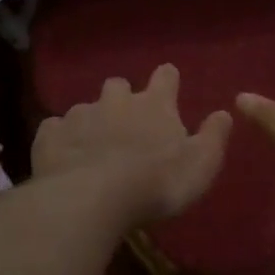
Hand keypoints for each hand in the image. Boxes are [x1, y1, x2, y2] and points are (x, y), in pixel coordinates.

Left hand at [32, 64, 231, 226]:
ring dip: (90, 121)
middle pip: (118, 85)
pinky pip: (55, 128)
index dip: (167, 80)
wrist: (92, 197)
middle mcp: (115, 101)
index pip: (165, 77)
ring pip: (84, 107)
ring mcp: (79, 114)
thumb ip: (213, 137)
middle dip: (121, 97)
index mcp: (154, 105)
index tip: (168, 84)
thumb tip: (224, 113)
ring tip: (92, 147)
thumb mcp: (200, 165)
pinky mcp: (50, 134)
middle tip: (125, 122)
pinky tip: (64, 156)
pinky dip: (61, 138)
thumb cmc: (156, 183)